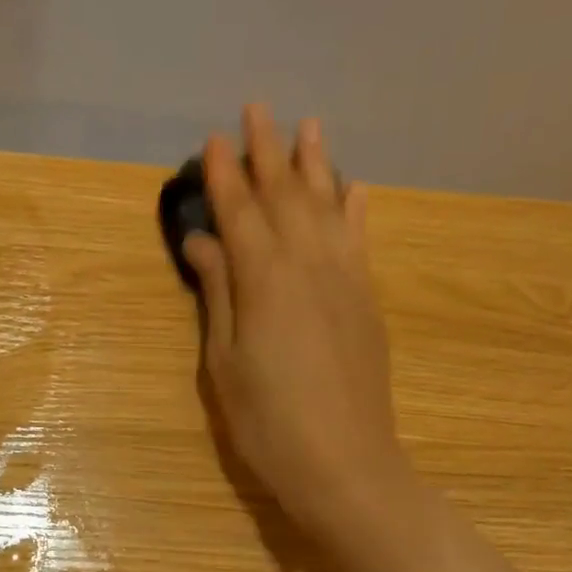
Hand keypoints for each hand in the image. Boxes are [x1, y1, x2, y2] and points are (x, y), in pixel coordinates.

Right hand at [182, 105, 413, 557]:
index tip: (214, 139)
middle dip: (268, 152)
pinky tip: (354, 186)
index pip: (239, 212)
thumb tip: (204, 241)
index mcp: (263, 280)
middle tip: (257, 109)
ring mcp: (345, 278)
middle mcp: (307, 264)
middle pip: (284, 196)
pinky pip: (361, 238)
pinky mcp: (367, 299)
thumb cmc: (267, 422)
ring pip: (327, 205)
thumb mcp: (225, 364)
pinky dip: (356, 207)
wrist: (344, 462)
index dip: (225, 175)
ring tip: (308, 126)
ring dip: (315, 164)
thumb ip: (219, 295)